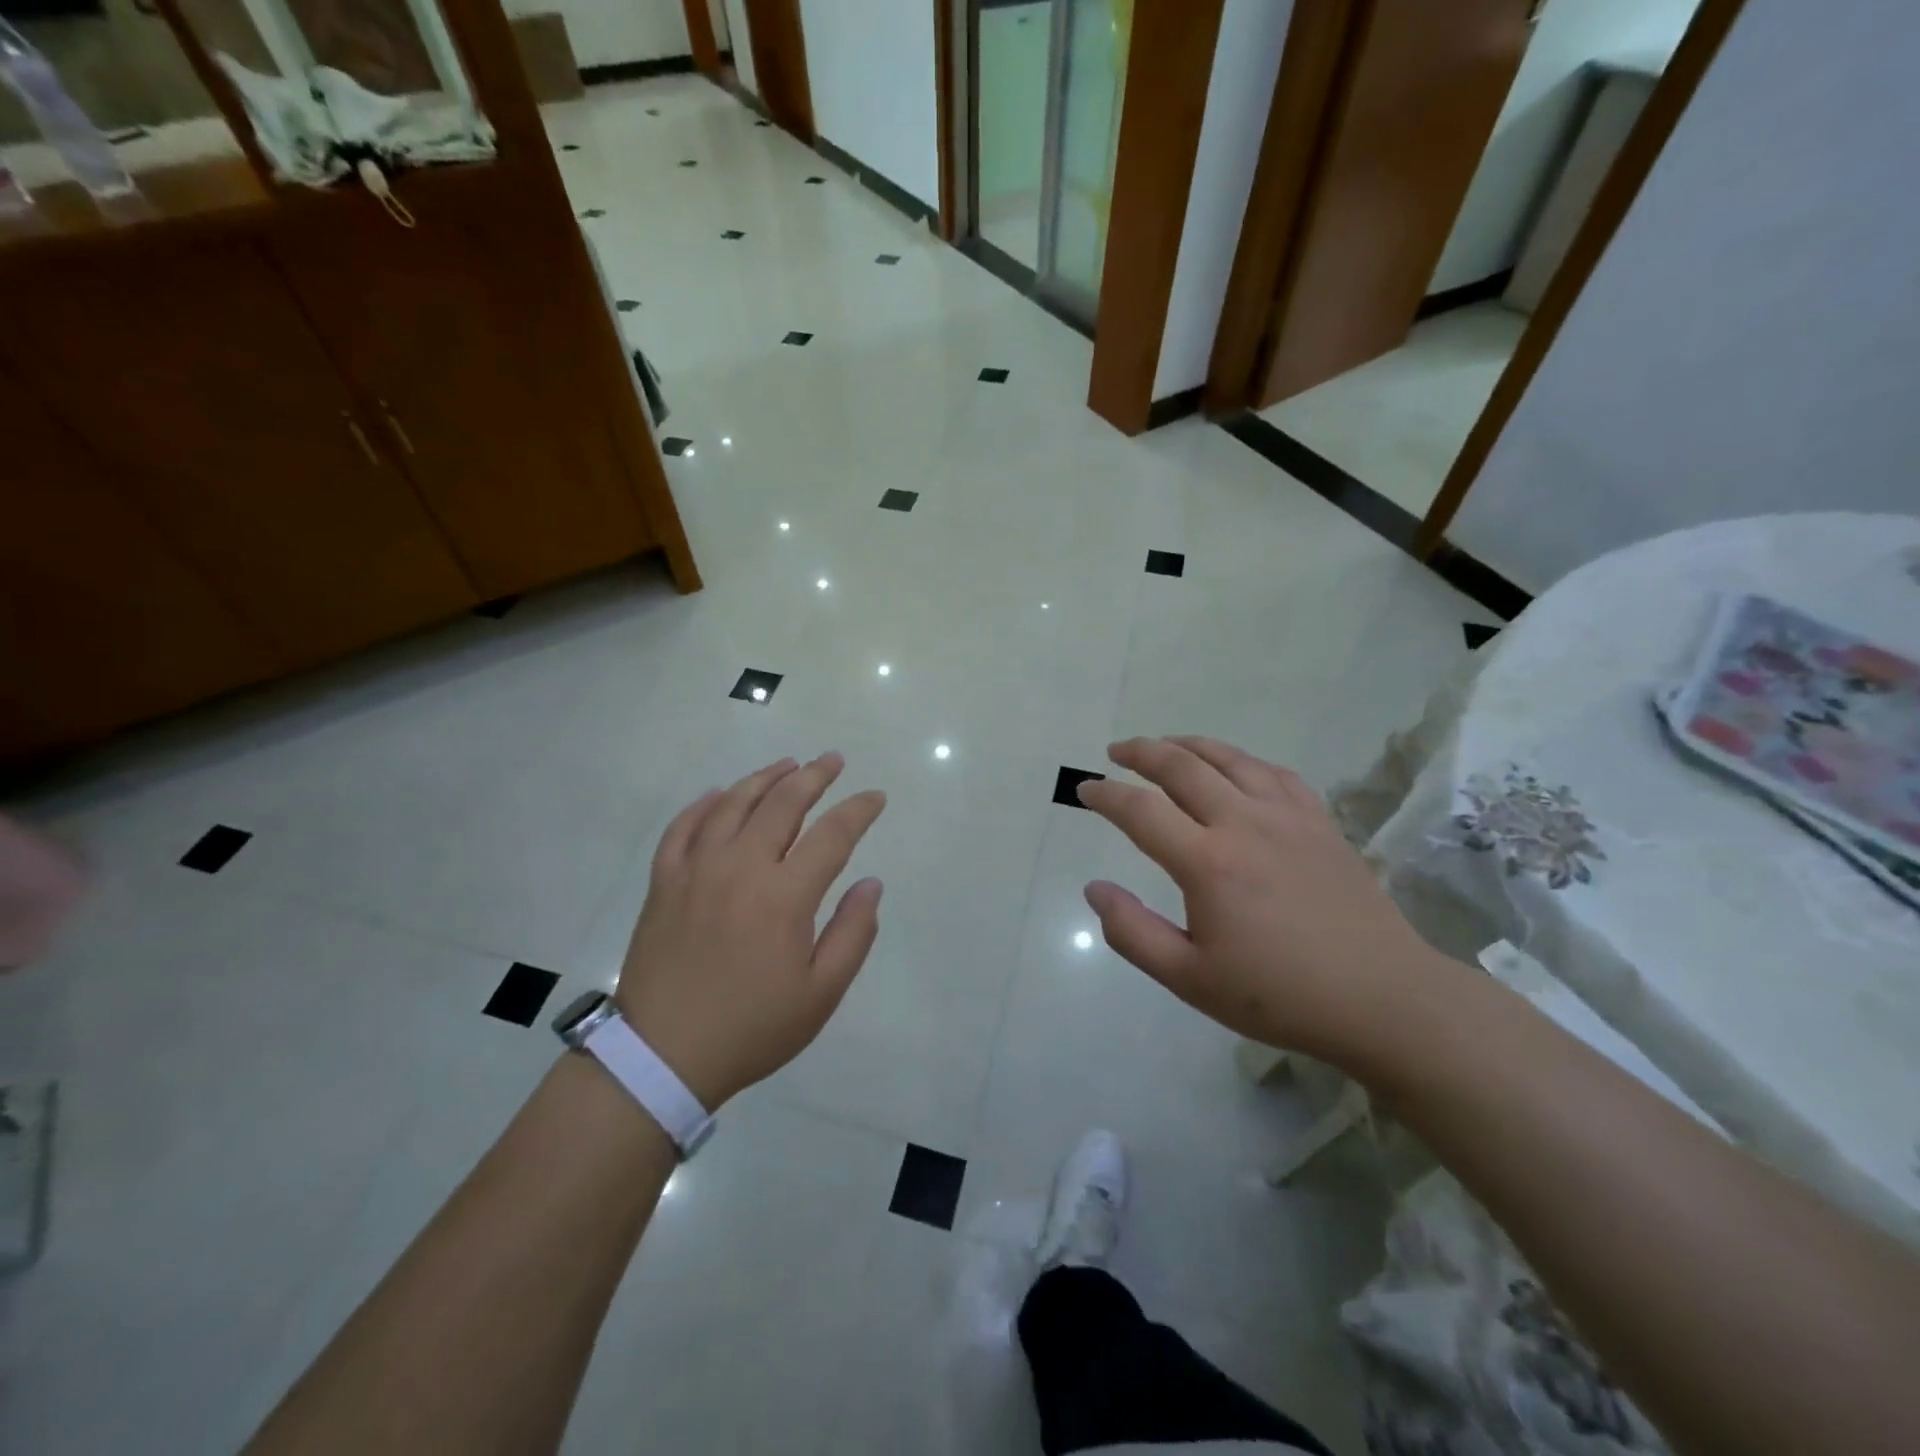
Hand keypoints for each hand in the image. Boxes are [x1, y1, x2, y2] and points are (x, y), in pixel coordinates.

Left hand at [614, 753, 885, 1107]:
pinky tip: (719, 794)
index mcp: (784, 895)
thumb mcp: (821, 993)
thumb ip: (853, 933)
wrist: (663, 1056)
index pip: (832, 834)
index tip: (875, 797)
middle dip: (814, 775)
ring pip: (733, 803)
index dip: (858, 810)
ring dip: (765, 778)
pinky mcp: (663, 882)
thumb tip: (871, 883)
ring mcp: (696, 870)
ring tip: (787, 764)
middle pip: (782, 803)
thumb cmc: (752, 1027)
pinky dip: (704, 804)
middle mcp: (741, 867)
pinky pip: (683, 827)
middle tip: (832, 760)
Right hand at [1078, 736, 1438, 1068]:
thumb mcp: (1190, 979)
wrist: (1382, 998)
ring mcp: (1287, 816)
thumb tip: (1094, 889)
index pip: (1140, 811)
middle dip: (1141, 752)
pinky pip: (1273, 772)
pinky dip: (1241, 760)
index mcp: (1208, 863)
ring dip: (1188, 745)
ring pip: (1228, 758)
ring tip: (1164, 745)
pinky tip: (1233, 768)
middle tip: (1116, 752)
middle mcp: (1244, 824)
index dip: (1106, 795)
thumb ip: (1132, 933)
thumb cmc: (1279, 994)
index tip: (1085, 789)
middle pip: (1182, 766)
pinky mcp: (1320, 821)